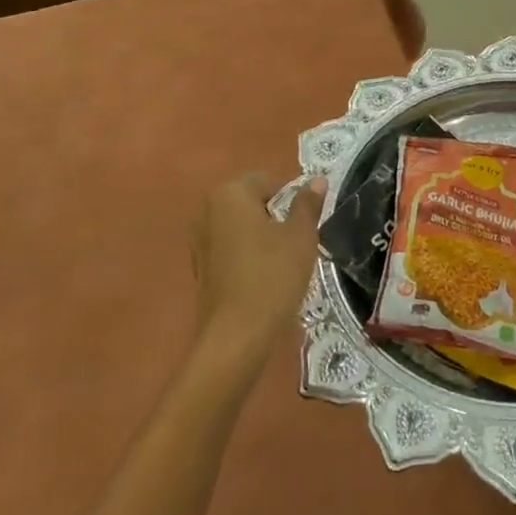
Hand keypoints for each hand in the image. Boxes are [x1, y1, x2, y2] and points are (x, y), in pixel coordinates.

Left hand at [188, 172, 326, 367]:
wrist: (237, 335)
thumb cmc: (273, 276)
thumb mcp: (301, 236)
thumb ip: (308, 204)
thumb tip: (317, 180)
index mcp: (230, 193)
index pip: (268, 181)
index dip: (290, 200)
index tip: (302, 226)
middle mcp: (207, 209)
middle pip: (251, 202)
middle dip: (274, 216)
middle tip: (294, 243)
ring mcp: (198, 239)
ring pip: (240, 226)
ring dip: (260, 236)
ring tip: (280, 263)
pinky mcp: (199, 266)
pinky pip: (229, 248)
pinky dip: (246, 255)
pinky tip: (261, 278)